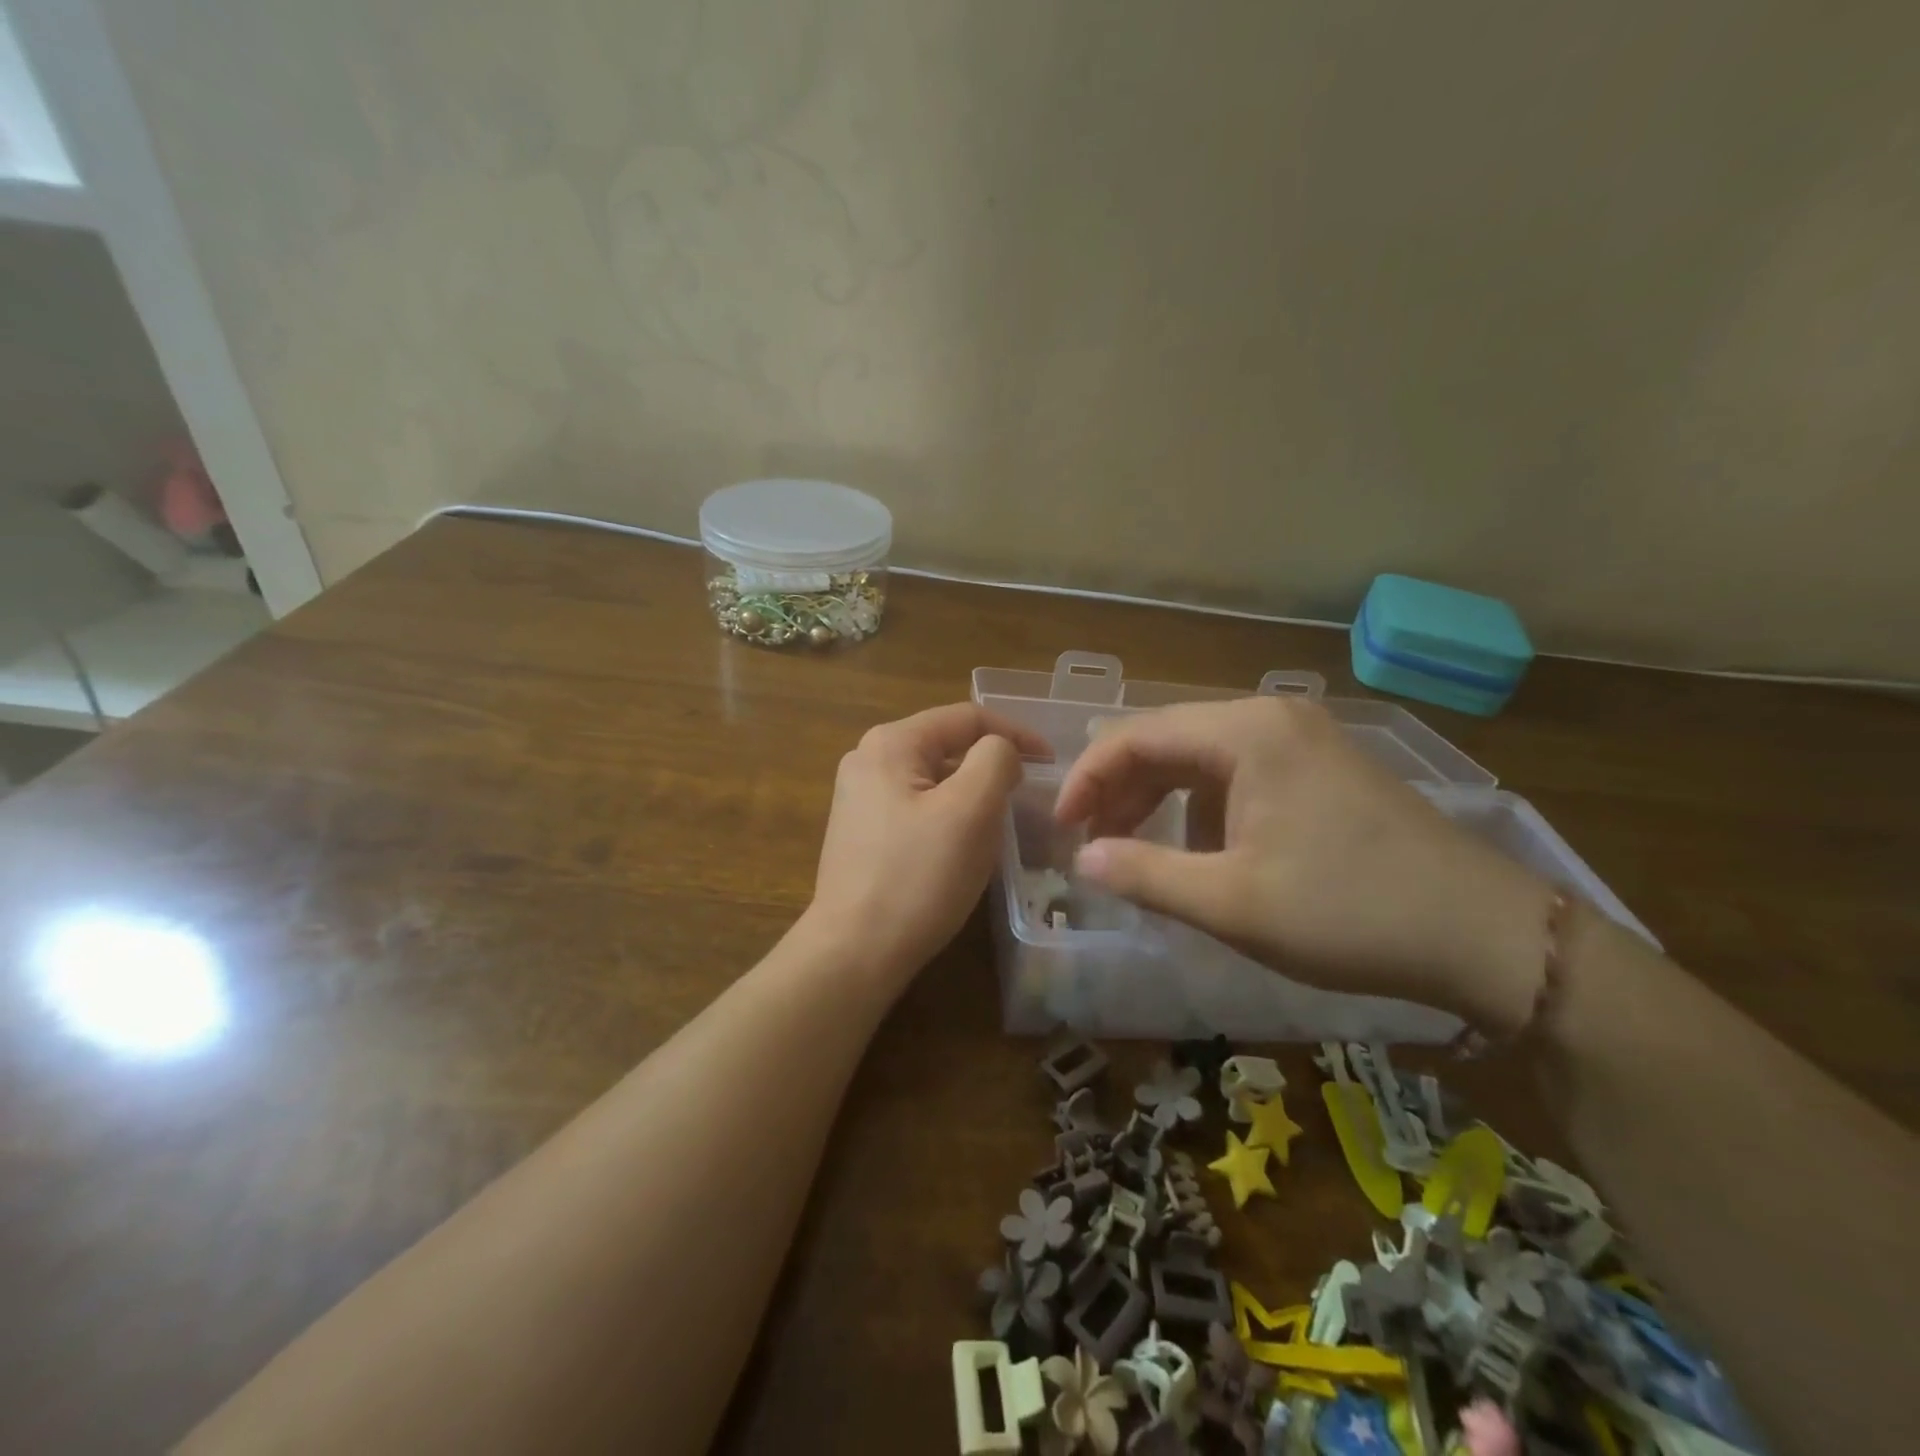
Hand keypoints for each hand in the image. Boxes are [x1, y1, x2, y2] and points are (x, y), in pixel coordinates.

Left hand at [804, 703, 1047, 990]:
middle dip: (991, 764)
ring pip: (934, 778)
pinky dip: (949, 814)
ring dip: (972, 791)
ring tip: (1002, 819)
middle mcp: (867, 759)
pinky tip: (963, 844)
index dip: (1016, 732)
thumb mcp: (971, 809)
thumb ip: (996, 760)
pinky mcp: (862, 831)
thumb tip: (999, 752)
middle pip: (947, 745)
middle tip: (1028, 795)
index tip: (1051, 761)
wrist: (856, 951)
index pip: (966, 717)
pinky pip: (918, 805)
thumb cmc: (919, 876)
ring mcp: (859, 796)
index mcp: (891, 742)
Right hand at [1054, 696, 1551, 1029]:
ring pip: (1200, 758)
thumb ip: (1144, 875)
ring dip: (1159, 801)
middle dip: (1120, 791)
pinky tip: (1205, 852)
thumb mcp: (1232, 903)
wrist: (1487, 935)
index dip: (1086, 780)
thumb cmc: (1349, 913)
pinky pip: (1238, 774)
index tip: (1058, 829)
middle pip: (1166, 740)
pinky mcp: (1321, 767)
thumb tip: (1080, 858)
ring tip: (1135, 850)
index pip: (1135, 736)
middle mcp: (1269, 717)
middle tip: (1090, 844)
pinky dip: (1203, 807)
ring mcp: (1301, 738)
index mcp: (1245, 733)